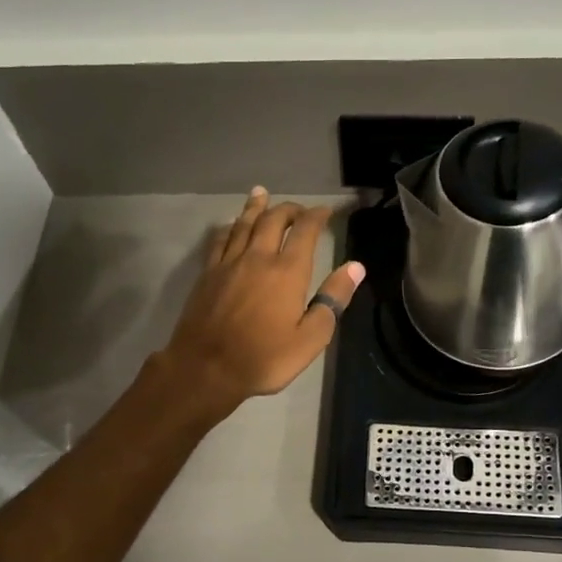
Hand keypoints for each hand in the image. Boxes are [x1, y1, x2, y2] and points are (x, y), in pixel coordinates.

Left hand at [159, 189, 364, 415]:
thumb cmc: (264, 358)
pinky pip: (220, 240)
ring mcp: (229, 263)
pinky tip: (231, 224)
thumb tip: (356, 267)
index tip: (325, 211)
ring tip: (261, 193)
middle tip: (298, 208)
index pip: (305, 231)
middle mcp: (258, 258)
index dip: (317, 217)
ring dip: (256, 207)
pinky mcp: (207, 274)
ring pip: (244, 224)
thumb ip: (333, 299)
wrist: (205, 368)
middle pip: (273, 220)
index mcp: (287, 271)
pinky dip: (229, 227)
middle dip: (288, 209)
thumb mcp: (311, 337)